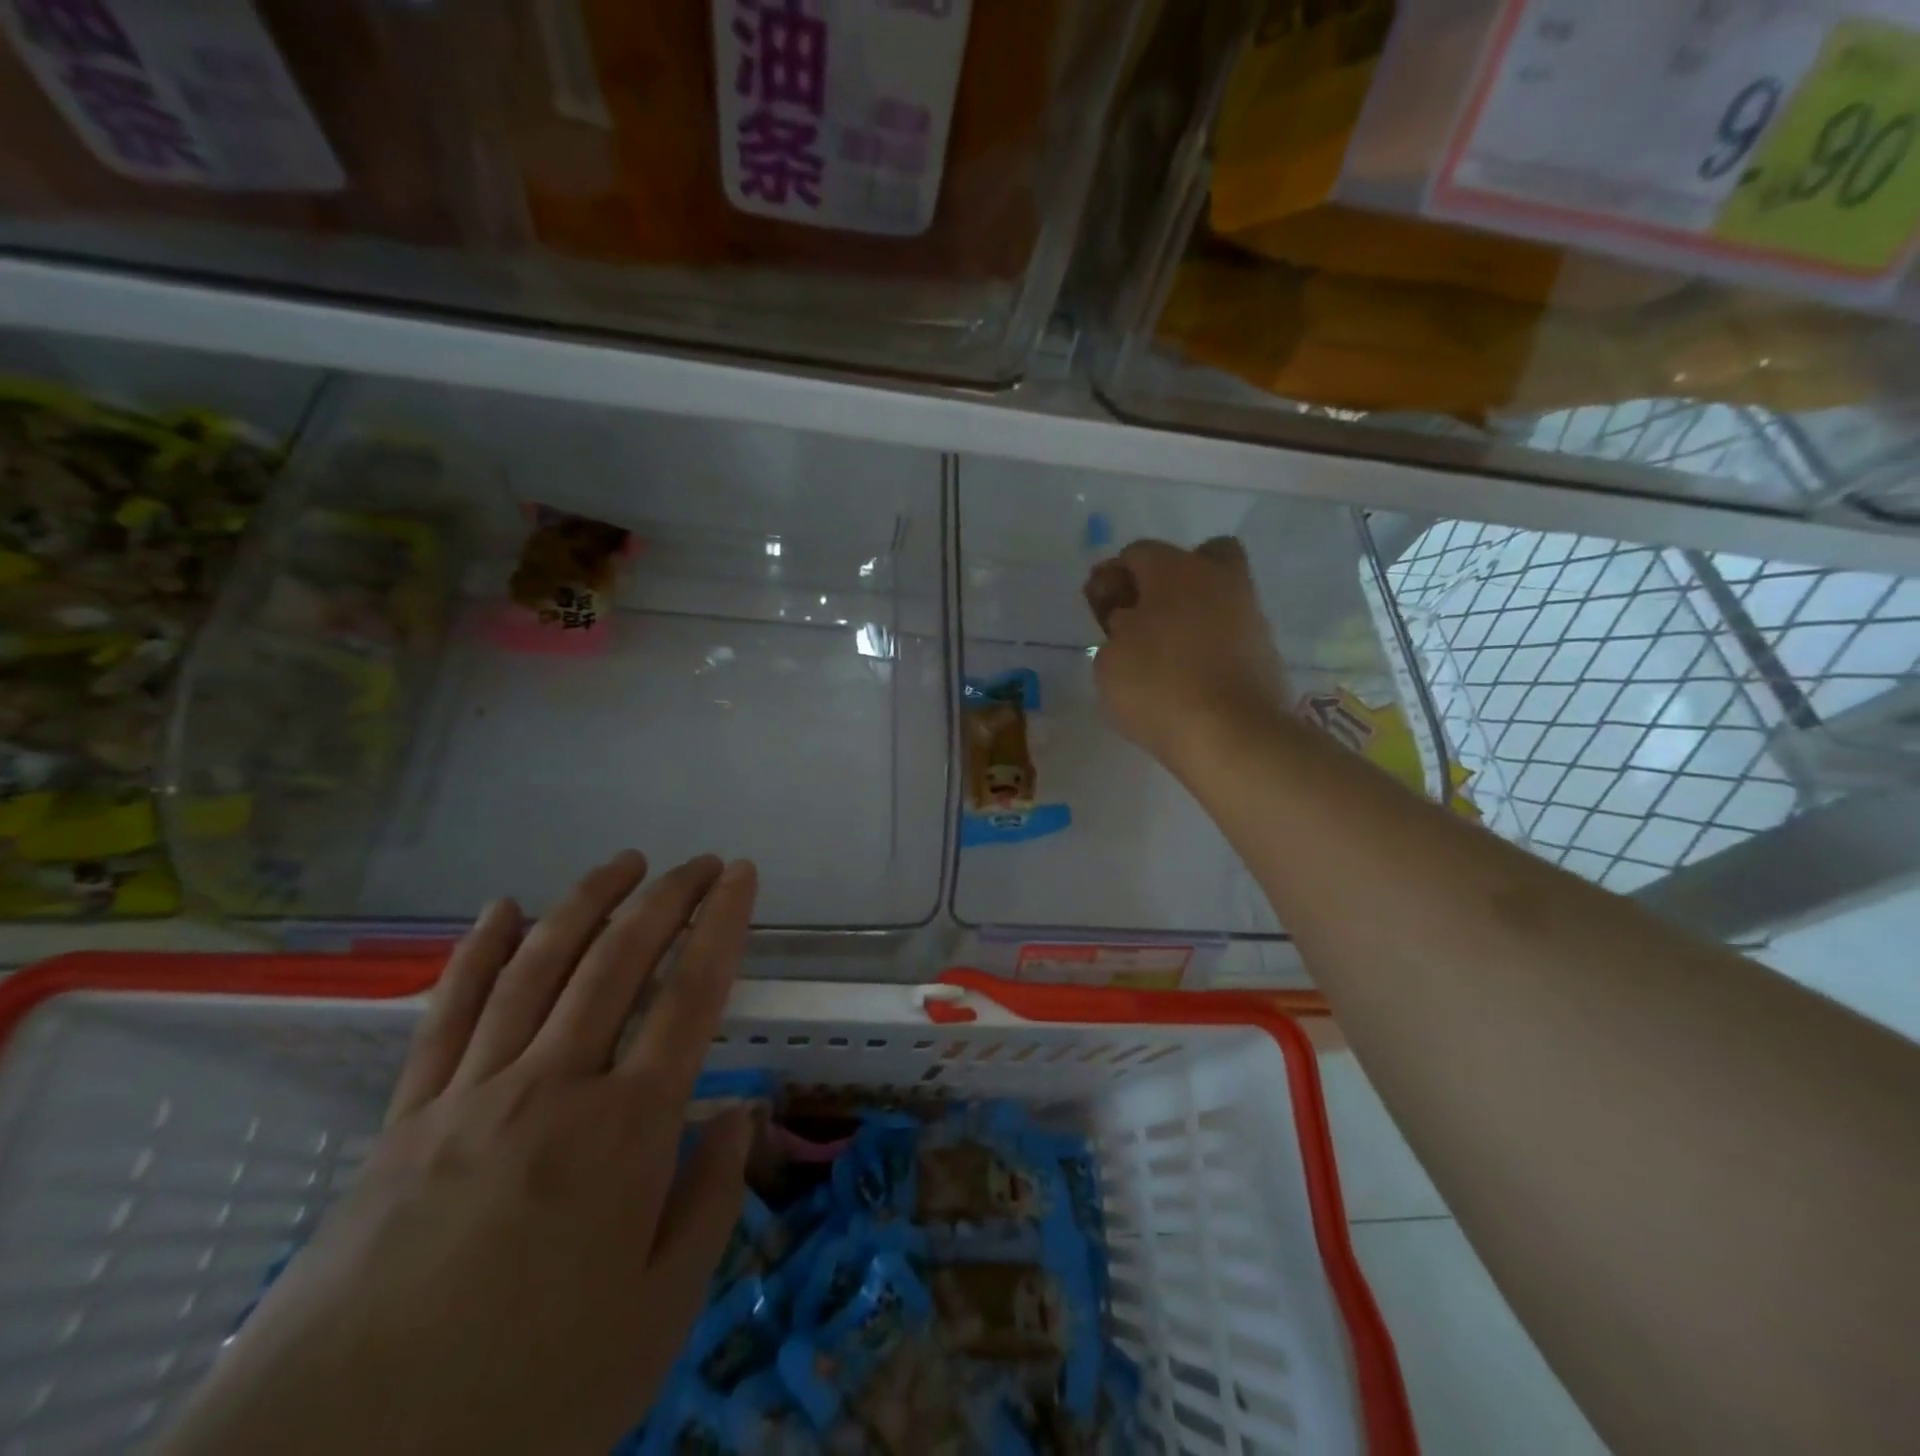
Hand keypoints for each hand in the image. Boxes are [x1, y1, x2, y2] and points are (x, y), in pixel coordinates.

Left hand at [160, 852, 759, 1455]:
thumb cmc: (526, 1399)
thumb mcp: (656, 1318)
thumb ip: (709, 1200)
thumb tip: (739, 1114)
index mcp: (626, 1129)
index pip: (691, 995)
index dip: (722, 924)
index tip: (742, 875)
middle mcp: (553, 1085)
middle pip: (619, 960)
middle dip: (667, 897)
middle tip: (700, 861)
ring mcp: (472, 1094)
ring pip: (540, 967)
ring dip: (587, 902)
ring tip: (624, 862)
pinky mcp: (406, 1119)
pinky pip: (448, 1013)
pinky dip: (479, 951)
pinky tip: (501, 908)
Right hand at [1084, 537, 1289, 767]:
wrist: (1231, 737)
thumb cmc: (1158, 688)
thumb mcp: (1108, 662)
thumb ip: (1116, 632)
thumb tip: (1133, 625)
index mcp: (1176, 571)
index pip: (1138, 553)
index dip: (1113, 577)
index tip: (1100, 608)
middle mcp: (1220, 580)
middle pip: (1199, 557)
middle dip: (1171, 577)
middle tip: (1148, 614)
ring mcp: (1250, 615)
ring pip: (1220, 595)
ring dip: (1194, 612)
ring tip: (1166, 654)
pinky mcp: (1266, 651)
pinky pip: (1232, 633)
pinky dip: (1213, 644)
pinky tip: (1192, 674)